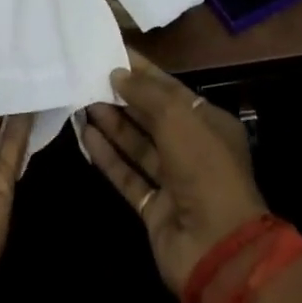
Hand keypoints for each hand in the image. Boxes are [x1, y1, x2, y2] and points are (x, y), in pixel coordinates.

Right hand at [82, 51, 268, 293]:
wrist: (217, 248)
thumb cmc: (204, 167)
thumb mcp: (177, 117)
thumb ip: (146, 93)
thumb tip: (118, 74)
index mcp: (209, 122)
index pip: (171, 89)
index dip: (143, 72)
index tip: (114, 54)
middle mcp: (193, 149)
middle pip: (153, 116)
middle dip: (124, 97)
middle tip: (91, 76)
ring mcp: (174, 182)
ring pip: (138, 145)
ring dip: (113, 124)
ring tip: (83, 101)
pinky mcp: (155, 209)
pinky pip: (129, 175)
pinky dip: (109, 157)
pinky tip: (87, 136)